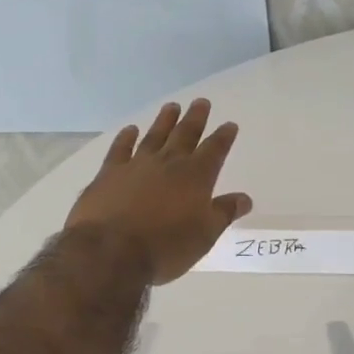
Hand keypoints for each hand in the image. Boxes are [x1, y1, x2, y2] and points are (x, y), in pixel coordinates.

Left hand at [65, 98, 251, 284]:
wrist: (110, 251)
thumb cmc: (166, 247)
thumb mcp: (204, 235)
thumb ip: (224, 213)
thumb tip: (245, 198)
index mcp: (196, 177)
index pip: (214, 150)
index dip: (223, 137)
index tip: (229, 125)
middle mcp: (168, 163)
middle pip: (185, 134)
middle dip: (195, 118)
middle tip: (201, 102)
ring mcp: (136, 165)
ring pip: (155, 136)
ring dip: (165, 121)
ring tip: (172, 106)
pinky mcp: (109, 173)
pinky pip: (120, 149)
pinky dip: (126, 138)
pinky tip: (131, 130)